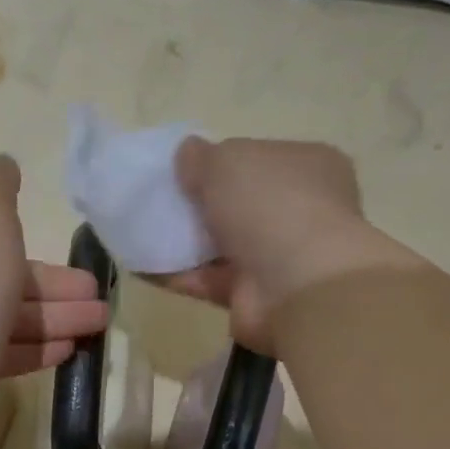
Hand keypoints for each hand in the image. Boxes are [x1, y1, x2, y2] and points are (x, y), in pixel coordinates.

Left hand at [0, 155, 109, 448]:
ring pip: (12, 316)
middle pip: (5, 276)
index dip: (27, 237)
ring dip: (58, 317)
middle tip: (100, 295)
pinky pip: (8, 352)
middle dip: (56, 285)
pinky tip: (71, 349)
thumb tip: (4, 163)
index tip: (67, 247)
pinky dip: (39, 348)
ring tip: (100, 322)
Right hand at [157, 137, 420, 352]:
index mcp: (308, 166)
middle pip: (239, 203)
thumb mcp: (227, 161)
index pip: (261, 158)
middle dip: (201, 204)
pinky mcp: (253, 295)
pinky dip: (177, 274)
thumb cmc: (270, 205)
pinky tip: (142, 265)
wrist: (295, 286)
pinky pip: (207, 279)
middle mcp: (300, 210)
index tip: (186, 168)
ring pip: (222, 244)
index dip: (222, 161)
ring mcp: (279, 256)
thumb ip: (201, 156)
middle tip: (161, 200)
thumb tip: (187, 153)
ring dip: (185, 241)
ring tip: (142, 231)